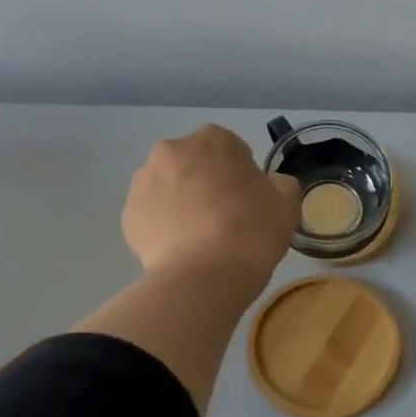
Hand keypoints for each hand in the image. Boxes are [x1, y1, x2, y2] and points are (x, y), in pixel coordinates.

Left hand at [122, 125, 299, 293]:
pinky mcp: (128, 216)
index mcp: (212, 140)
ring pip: (168, 188)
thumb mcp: (287, 203)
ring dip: (182, 203)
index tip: (250, 200)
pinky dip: (164, 227)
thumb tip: (271, 185)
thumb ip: (280, 184)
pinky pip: (152, 215)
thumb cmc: (252, 230)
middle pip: (194, 164)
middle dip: (206, 183)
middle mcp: (171, 151)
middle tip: (226, 217)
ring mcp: (143, 183)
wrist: (204, 276)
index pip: (231, 148)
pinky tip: (183, 251)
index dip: (242, 173)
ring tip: (202, 238)